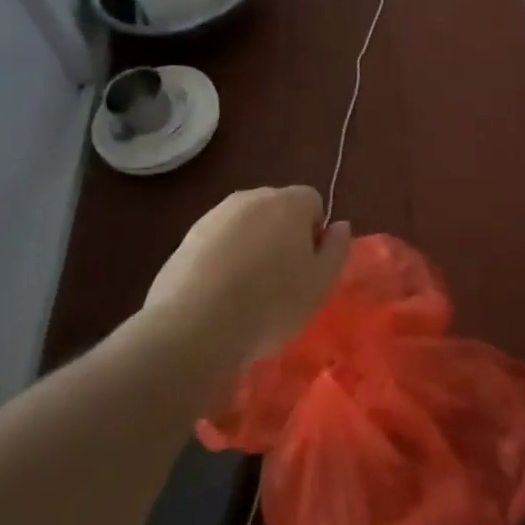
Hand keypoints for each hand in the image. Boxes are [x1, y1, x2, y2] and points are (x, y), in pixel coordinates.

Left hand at [143, 187, 351, 363]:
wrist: (194, 326)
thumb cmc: (272, 303)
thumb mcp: (321, 283)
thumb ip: (337, 249)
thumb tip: (339, 225)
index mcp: (289, 202)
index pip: (313, 202)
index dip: (315, 233)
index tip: (309, 267)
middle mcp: (251, 198)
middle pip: (277, 209)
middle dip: (283, 236)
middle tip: (283, 280)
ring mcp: (214, 216)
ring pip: (245, 226)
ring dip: (252, 247)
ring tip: (248, 292)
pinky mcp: (185, 239)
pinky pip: (217, 243)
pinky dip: (222, 260)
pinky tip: (219, 296)